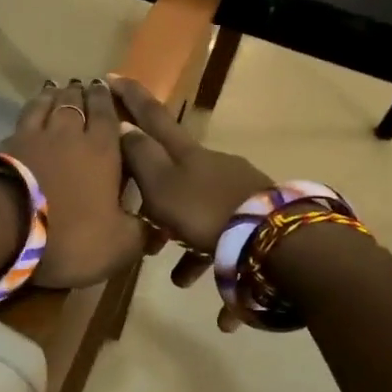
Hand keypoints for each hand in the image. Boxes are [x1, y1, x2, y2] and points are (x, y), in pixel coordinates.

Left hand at [1, 80, 146, 289]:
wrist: (6, 227)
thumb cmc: (71, 234)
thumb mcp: (117, 245)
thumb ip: (140, 234)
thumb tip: (158, 230)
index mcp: (102, 151)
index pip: (107, 115)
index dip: (107, 100)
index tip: (106, 87)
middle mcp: (69, 135)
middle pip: (75, 103)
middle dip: (81, 93)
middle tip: (82, 85)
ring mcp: (33, 136)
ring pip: (46, 106)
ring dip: (53, 96)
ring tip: (55, 89)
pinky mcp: (5, 146)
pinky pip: (22, 120)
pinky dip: (29, 111)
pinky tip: (28, 114)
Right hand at [111, 77, 270, 291]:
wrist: (279, 243)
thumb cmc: (207, 212)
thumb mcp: (161, 186)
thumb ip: (140, 158)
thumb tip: (124, 130)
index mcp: (187, 156)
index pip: (152, 117)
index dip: (131, 99)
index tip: (113, 77)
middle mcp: (214, 169)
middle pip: (177, 177)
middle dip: (158, 202)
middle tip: (147, 232)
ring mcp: (240, 195)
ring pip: (203, 217)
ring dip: (190, 247)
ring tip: (182, 279)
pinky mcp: (260, 223)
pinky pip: (233, 249)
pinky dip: (224, 273)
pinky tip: (226, 314)